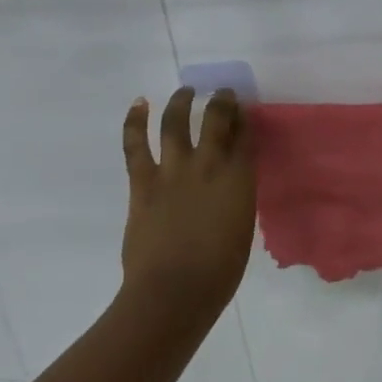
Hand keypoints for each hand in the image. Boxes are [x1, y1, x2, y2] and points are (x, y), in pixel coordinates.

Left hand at [120, 88, 256, 313]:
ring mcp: (173, 170)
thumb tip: (227, 186)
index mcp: (240, 179)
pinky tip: (140, 103)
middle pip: (216, 119)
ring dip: (181, 102)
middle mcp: (208, 165)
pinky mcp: (143, 182)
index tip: (245, 110)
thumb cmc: (219, 270)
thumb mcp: (242, 226)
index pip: (246, 135)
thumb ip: (236, 198)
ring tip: (185, 91)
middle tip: (223, 93)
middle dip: (222, 101)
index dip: (246, 118)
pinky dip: (136, 121)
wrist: (174, 291)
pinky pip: (136, 144)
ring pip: (176, 122)